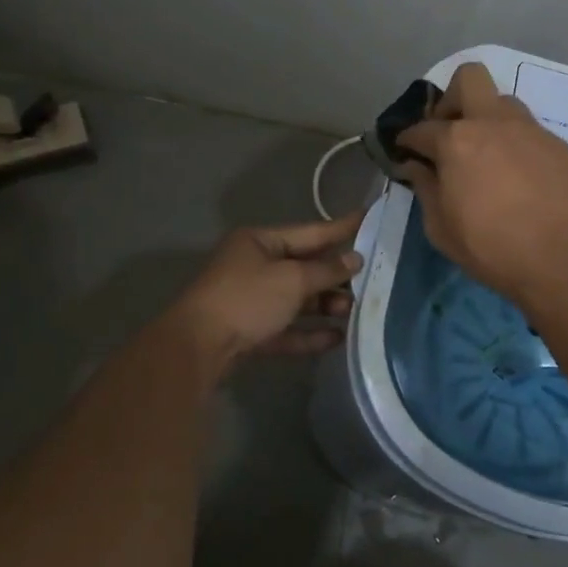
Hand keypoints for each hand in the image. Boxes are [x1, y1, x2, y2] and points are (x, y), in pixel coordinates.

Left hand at [169, 211, 364, 370]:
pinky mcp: (250, 331)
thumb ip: (326, 270)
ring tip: (354, 312)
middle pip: (304, 267)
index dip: (342, 228)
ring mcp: (251, 300)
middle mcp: (255, 266)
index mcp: (260, 241)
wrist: (197, 347)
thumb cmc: (246, 299)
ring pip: (297, 300)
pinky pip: (287, 328)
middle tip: (370, 280)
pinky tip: (337, 338)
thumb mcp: (292, 279)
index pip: (310, 231)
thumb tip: (354, 259)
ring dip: (325, 306)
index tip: (370, 219)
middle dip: (335, 276)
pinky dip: (310, 332)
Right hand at [397, 63, 567, 304]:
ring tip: (488, 155)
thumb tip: (416, 167)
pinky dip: (516, 145)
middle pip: (469, 78)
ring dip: (488, 120)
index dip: (407, 139)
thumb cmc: (491, 247)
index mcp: (456, 141)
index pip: (421, 128)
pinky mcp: (558, 145)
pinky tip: (519, 177)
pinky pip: (529, 132)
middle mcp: (493, 123)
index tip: (406, 151)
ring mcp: (530, 130)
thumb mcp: (441, 228)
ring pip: (504, 102)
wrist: (562, 258)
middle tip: (450, 132)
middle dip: (452, 98)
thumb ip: (425, 189)